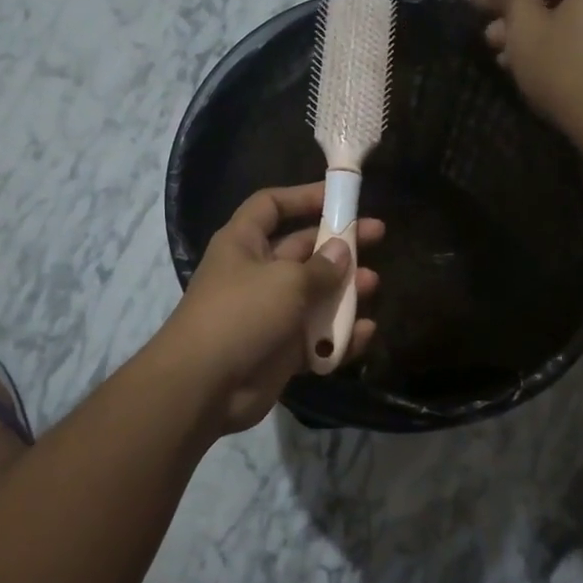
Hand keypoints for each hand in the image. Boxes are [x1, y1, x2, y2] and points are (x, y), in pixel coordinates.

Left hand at [163, 183, 382, 434]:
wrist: (204, 386)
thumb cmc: (242, 314)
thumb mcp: (286, 281)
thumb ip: (321, 267)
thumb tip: (342, 251)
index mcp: (244, 244)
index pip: (271, 206)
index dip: (303, 197)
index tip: (340, 197)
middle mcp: (257, 273)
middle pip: (303, 249)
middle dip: (339, 243)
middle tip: (378, 236)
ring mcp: (269, 313)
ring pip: (314, 295)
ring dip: (345, 290)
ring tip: (373, 285)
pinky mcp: (280, 351)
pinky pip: (316, 337)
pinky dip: (339, 336)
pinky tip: (364, 333)